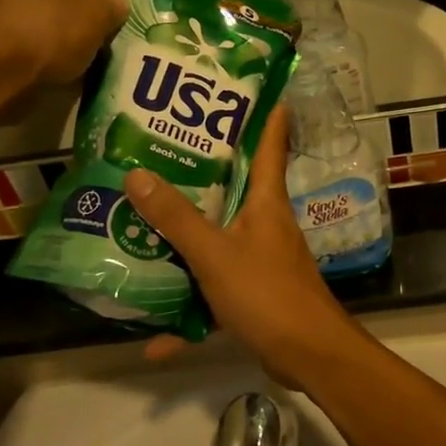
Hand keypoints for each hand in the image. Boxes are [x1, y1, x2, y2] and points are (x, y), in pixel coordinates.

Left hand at [0, 0, 127, 101]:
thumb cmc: (48, 32)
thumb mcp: (94, 17)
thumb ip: (112, 7)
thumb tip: (118, 4)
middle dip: (97, 1)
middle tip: (124, 16)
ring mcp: (11, 12)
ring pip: (60, 14)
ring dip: (82, 27)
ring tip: (109, 43)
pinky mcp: (7, 41)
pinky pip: (48, 37)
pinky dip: (66, 45)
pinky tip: (84, 60)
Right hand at [124, 107, 362, 387]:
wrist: (309, 356)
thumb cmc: (268, 294)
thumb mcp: (215, 253)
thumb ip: (176, 218)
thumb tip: (137, 174)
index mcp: (267, 202)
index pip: (270, 145)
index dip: (267, 114)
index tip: (256, 88)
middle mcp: (267, 224)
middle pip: (237, 188)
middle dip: (204, 172)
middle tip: (166, 152)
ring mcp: (263, 260)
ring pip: (221, 239)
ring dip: (188, 241)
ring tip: (145, 229)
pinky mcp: (256, 294)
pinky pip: (216, 292)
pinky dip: (190, 312)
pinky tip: (155, 339)